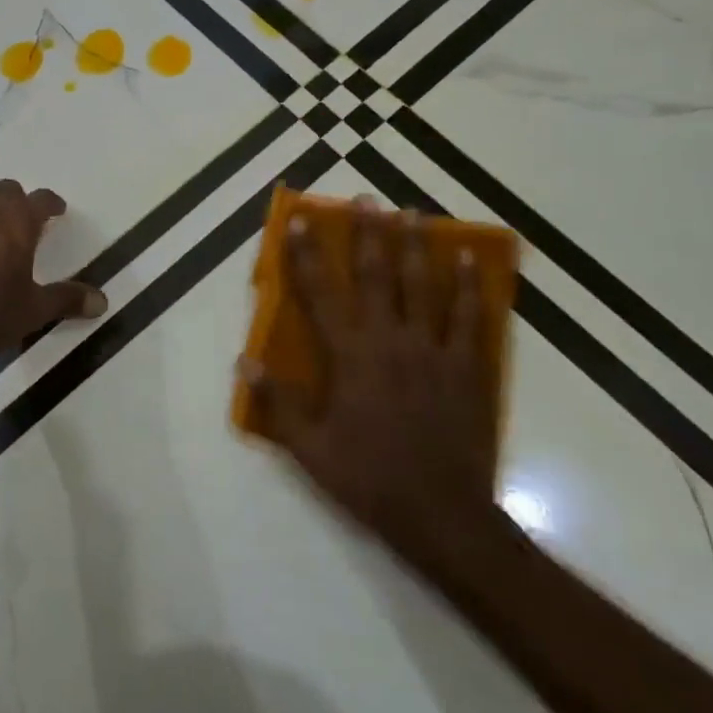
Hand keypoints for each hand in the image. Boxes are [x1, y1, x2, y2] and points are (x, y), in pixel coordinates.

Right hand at [244, 204, 502, 572]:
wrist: (442, 515)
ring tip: (414, 212)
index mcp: (349, 356)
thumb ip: (278, 402)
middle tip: (366, 198)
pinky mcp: (467, 367)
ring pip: (424, 286)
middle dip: (368, 234)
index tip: (300, 220)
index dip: (307, 255)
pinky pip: (469, 317)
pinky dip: (469, 286)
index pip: (321, 294)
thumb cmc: (369, 478)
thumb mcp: (310, 448)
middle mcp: (389, 340)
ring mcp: (432, 350)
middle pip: (376, 276)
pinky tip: (469, 260)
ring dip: (416, 246)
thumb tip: (243, 362)